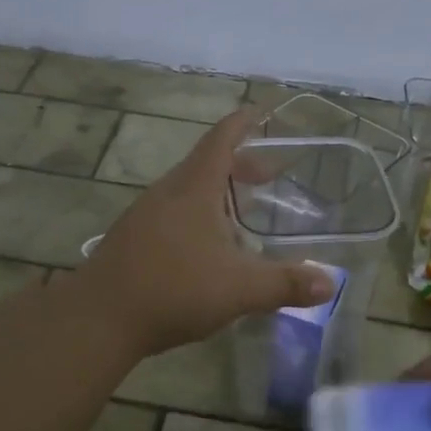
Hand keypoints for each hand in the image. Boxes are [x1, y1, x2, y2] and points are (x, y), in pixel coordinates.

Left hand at [85, 108, 337, 356]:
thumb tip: (330, 283)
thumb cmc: (172, 289)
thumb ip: (285, 284)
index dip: (244, 122)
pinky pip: (172, 213)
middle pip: (206, 164)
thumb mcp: (239, 288)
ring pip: (187, 190)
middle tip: (269, 176)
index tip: (263, 111)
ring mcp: (144, 215)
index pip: (221, 139)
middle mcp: (167, 193)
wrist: (99, 318)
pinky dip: (198, 215)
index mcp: (193, 188)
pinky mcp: (132, 239)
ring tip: (244, 212)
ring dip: (217, 192)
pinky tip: (208, 247)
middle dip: (239, 164)